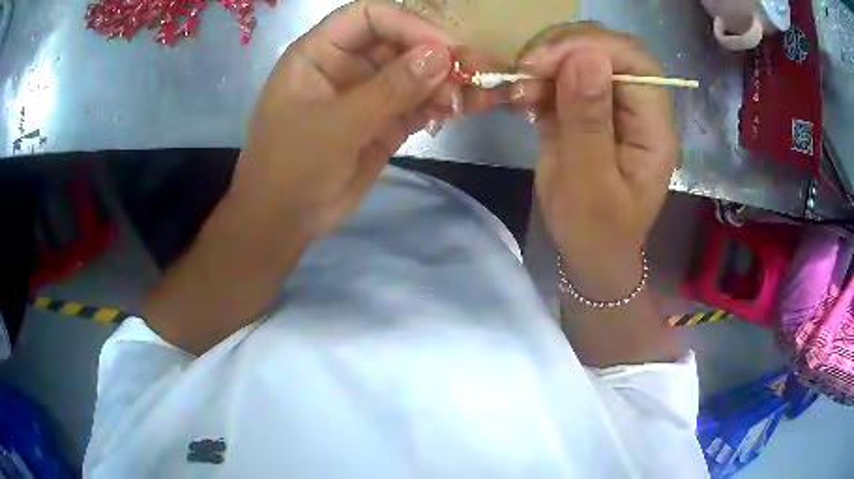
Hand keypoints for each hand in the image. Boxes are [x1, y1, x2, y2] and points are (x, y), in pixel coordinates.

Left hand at [230, 0, 502, 242]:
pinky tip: (464, 108)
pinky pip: (419, 104)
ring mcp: (367, 94)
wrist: (284, 221)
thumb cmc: (291, 166)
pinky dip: (442, 105)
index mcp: (320, 52)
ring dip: (447, 81)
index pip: (369, 17)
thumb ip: (389, 89)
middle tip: (477, 72)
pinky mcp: (384, 121)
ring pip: (415, 74)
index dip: (408, 24)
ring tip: (476, 96)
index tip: (445, 48)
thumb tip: (441, 55)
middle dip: (437, 55)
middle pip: (399, 42)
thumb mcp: (337, 125)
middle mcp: (346, 65)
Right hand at [512, 23, 676, 295]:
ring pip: (581, 55)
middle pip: (608, 48)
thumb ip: (588, 121)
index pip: (635, 61)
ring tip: (520, 91)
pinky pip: (563, 75)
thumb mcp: (589, 183)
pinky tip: (523, 97)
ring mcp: (612, 105)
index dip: (591, 47)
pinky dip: (538, 78)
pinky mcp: (587, 108)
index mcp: (654, 127)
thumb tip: (584, 57)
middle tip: (525, 71)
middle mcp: (638, 107)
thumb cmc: (595, 232)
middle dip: (563, 48)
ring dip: (545, 62)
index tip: (543, 62)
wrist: (590, 253)